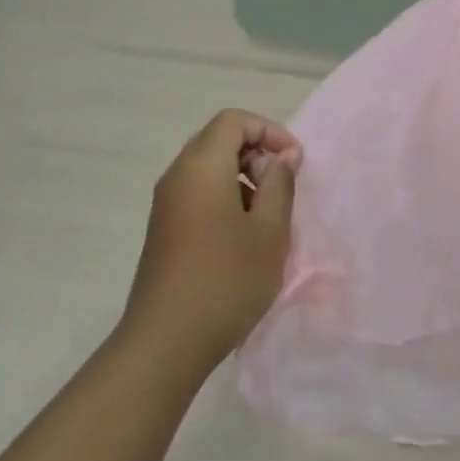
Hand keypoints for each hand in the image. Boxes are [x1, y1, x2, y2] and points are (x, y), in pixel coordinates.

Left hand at [120, 109, 301, 368]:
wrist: (167, 340)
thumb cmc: (227, 279)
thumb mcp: (269, 231)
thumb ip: (280, 184)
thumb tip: (281, 157)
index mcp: (201, 166)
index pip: (233, 120)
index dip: (269, 131)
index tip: (295, 163)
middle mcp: (177, 176)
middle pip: (218, 141)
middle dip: (257, 155)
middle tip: (284, 191)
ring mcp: (166, 204)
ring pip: (209, 170)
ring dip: (244, 181)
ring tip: (269, 219)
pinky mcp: (164, 230)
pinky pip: (198, 195)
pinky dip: (226, 201)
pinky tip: (244, 240)